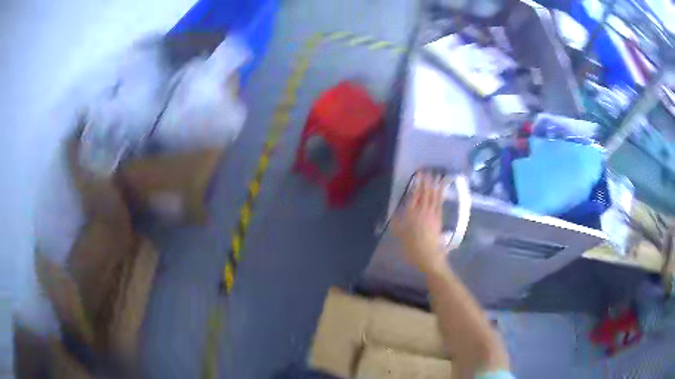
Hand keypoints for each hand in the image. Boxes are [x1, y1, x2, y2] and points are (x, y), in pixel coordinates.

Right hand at [393, 173, 447, 273]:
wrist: (428, 256)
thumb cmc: (411, 247)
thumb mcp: (399, 234)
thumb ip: (397, 222)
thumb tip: (395, 212)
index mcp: (411, 214)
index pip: (414, 195)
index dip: (417, 184)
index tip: (417, 175)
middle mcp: (423, 211)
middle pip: (425, 193)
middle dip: (426, 181)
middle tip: (427, 171)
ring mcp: (433, 214)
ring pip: (434, 196)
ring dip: (434, 185)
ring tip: (436, 175)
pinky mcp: (439, 218)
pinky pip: (439, 203)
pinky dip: (441, 194)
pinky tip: (441, 189)